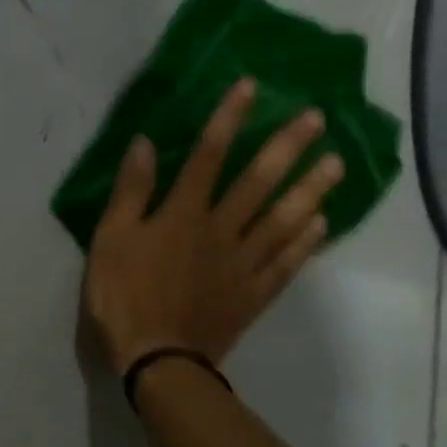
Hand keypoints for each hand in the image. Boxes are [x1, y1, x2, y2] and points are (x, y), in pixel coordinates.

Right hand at [84, 80, 343, 375]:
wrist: (157, 359)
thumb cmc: (123, 298)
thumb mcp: (109, 241)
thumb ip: (130, 193)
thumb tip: (146, 144)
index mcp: (182, 215)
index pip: (208, 156)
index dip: (229, 119)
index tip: (252, 86)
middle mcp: (221, 230)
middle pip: (258, 182)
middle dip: (287, 147)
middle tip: (318, 118)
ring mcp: (243, 263)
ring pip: (284, 219)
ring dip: (311, 189)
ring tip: (337, 164)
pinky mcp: (254, 294)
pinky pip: (287, 262)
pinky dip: (306, 242)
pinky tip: (323, 224)